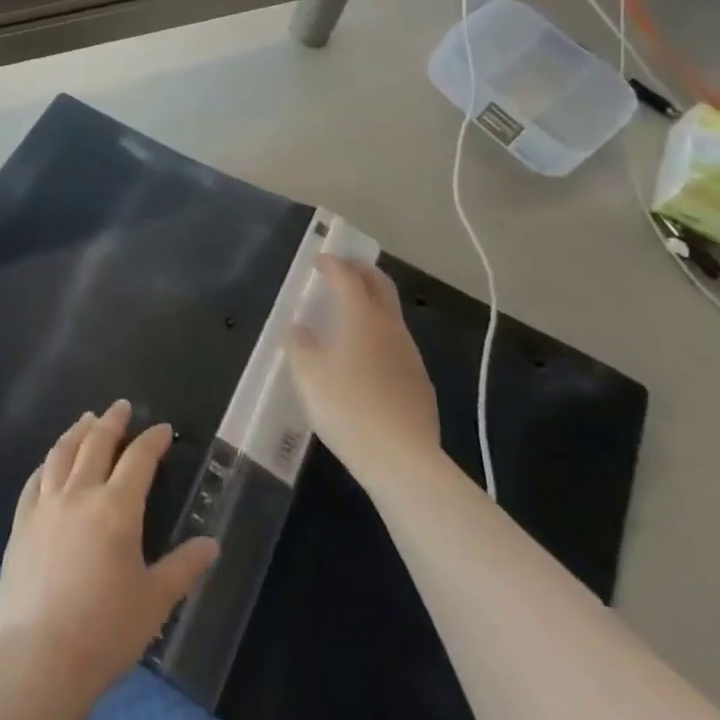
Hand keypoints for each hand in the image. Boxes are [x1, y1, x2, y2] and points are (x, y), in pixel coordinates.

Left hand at [0, 399, 218, 698]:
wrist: (39, 659)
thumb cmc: (105, 631)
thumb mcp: (154, 602)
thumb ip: (183, 568)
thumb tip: (212, 545)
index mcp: (117, 508)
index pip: (138, 459)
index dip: (152, 441)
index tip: (163, 430)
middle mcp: (80, 494)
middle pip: (96, 443)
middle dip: (112, 421)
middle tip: (121, 407)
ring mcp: (46, 506)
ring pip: (62, 453)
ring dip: (77, 432)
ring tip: (87, 420)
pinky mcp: (21, 523)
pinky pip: (34, 480)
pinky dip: (47, 463)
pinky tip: (50, 463)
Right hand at [287, 256, 440, 480]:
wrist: (402, 460)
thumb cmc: (347, 408)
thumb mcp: (308, 375)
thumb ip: (300, 345)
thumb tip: (299, 328)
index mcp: (362, 317)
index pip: (348, 277)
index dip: (333, 264)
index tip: (320, 259)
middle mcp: (390, 327)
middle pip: (380, 285)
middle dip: (361, 271)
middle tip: (342, 269)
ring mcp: (410, 354)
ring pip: (391, 315)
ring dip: (372, 304)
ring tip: (350, 314)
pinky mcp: (420, 382)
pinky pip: (396, 345)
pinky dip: (379, 335)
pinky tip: (366, 357)